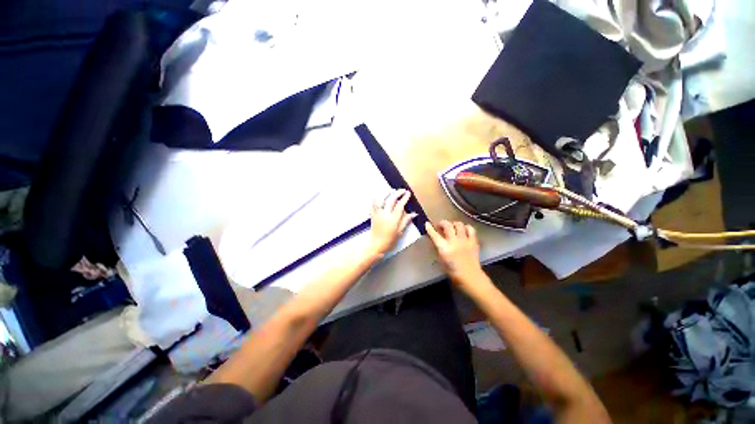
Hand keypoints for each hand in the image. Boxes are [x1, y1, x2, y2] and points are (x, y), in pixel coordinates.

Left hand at [369, 189, 416, 255]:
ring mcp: (378, 214)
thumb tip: (414, 213)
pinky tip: (380, 196)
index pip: (400, 205)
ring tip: (391, 190)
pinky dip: (376, 199)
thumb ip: (406, 221)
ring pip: (381, 200)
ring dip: (386, 193)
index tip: (408, 193)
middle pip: (391, 200)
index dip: (404, 198)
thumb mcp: (400, 232)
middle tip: (402, 190)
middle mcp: (385, 215)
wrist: (376, 245)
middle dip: (397, 193)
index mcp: (393, 219)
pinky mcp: (372, 215)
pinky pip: (373, 205)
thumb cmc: (390, 241)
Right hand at [425, 220, 484, 289]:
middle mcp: (454, 241)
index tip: (427, 224)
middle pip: (447, 225)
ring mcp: (464, 240)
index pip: (434, 235)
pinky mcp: (473, 241)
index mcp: (444, 248)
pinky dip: (466, 227)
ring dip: (454, 224)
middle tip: (440, 226)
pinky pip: (470, 229)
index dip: (429, 228)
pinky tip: (463, 230)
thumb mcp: (441, 260)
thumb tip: (435, 240)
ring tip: (452, 227)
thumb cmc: (453, 271)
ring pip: (459, 224)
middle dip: (442, 223)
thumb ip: (438, 248)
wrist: (470, 277)